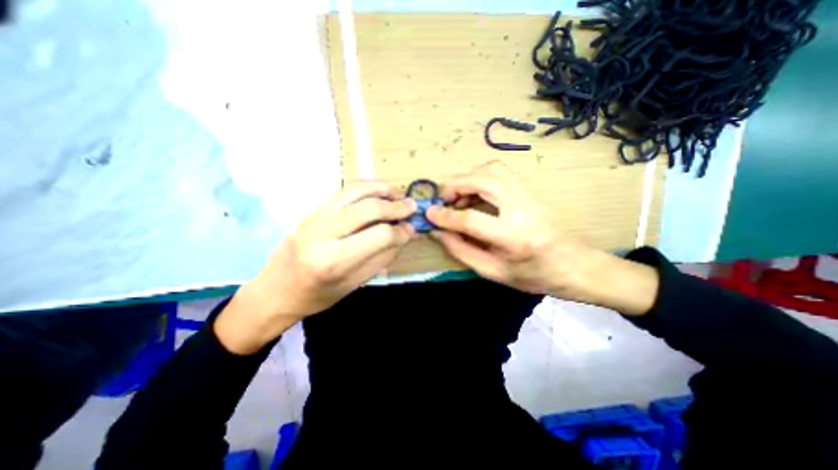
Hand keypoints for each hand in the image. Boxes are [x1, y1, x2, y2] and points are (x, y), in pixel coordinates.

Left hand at [213, 182, 413, 354]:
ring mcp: (314, 217)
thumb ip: (383, 256)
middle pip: (369, 209)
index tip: (412, 229)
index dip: (400, 231)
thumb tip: (405, 234)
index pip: (379, 235)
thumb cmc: (318, 295)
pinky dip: (364, 187)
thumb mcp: (355, 283)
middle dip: (396, 206)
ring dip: (380, 189)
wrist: (276, 291)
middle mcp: (322, 233)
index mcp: (334, 260)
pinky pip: (342, 191)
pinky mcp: (311, 210)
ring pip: (354, 191)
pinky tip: (376, 191)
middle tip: (412, 206)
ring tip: (397, 193)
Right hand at [428, 160, 584, 292]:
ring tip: (458, 197)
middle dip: (455, 186)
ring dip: (468, 178)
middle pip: (482, 181)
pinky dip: (480, 177)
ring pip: (492, 170)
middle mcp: (521, 209)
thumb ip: (462, 251)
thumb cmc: (533, 275)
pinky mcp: (529, 191)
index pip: (471, 219)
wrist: (573, 265)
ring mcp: (528, 195)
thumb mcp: (493, 272)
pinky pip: (500, 172)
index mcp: (513, 237)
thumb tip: (438, 232)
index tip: (429, 215)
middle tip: (443, 200)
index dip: (445, 217)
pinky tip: (474, 194)